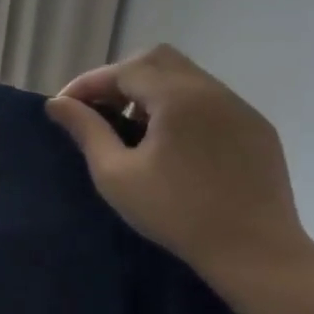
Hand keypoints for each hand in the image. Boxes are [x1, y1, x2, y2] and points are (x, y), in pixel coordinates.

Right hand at [45, 44, 313, 279]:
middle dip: (121, 78)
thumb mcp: (116, 175)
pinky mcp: (257, 128)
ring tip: (133, 128)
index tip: (64, 107)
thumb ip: (86, 131)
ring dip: (151, 91)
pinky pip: (210, 99)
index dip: (88, 84)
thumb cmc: (177, 213)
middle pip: (157, 59)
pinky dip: (180, 106)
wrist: (256, 253)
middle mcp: (212, 91)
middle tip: (100, 110)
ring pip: (186, 76)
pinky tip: (172, 143)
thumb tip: (57, 103)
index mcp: (178, 97)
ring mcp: (240, 108)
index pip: (123, 70)